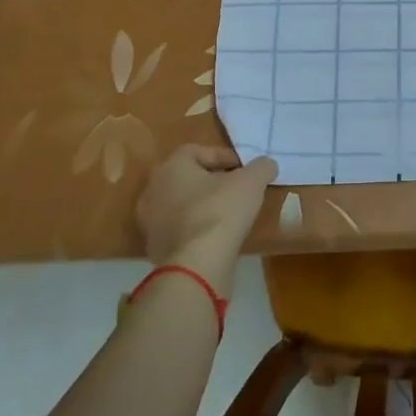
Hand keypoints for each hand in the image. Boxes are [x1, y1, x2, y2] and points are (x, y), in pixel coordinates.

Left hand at [134, 145, 277, 293]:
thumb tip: (267, 165)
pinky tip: (216, 236)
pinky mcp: (154, 249)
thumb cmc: (220, 210)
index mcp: (171, 166)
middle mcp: (152, 190)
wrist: (196, 265)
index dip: (223, 156)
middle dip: (212, 181)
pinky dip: (195, 228)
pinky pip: (179, 229)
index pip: (197, 151)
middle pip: (186, 177)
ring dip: (202, 205)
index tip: (244, 169)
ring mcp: (149, 222)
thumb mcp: (252, 181)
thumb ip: (262, 167)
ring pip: (180, 204)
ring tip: (228, 214)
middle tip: (236, 188)